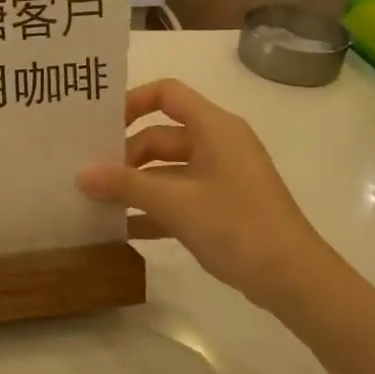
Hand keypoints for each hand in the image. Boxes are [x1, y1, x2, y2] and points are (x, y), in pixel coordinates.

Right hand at [76, 79, 330, 309]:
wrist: (294, 279)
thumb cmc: (236, 225)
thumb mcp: (174, 202)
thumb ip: (125, 185)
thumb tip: (80, 175)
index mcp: (214, 128)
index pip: (167, 94)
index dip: (132, 101)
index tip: (101, 126)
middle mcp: (218, 144)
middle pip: (161, 136)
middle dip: (126, 155)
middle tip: (90, 176)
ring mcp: (222, 176)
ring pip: (168, 170)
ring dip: (136, 185)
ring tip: (97, 202)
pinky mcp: (223, 207)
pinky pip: (180, 197)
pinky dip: (154, 209)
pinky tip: (124, 229)